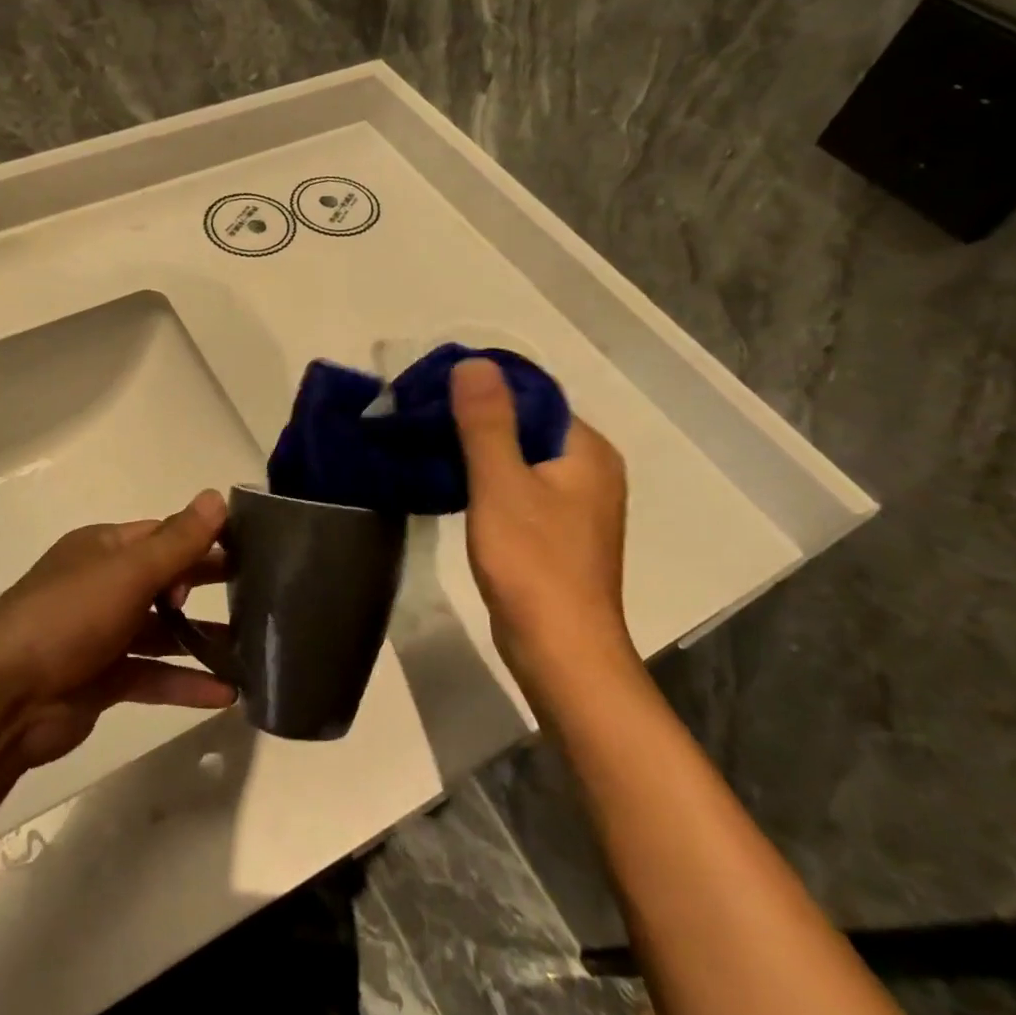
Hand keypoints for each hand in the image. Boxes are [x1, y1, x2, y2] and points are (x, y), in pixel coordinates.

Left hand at [0, 491, 237, 769]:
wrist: (3, 698)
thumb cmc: (68, 617)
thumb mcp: (128, 572)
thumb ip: (178, 541)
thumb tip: (217, 497)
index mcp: (103, 549)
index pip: (162, 535)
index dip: (201, 540)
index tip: (246, 551)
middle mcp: (103, 586)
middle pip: (165, 580)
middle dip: (205, 585)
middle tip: (259, 593)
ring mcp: (102, 635)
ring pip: (162, 632)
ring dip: (202, 639)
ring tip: (254, 647)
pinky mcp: (103, 680)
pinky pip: (153, 675)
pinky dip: (186, 683)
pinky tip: (227, 694)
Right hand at [450, 358, 630, 674]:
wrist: (560, 652)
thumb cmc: (533, 562)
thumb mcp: (501, 484)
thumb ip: (486, 422)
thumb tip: (474, 362)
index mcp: (586, 450)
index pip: (534, 397)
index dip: (485, 388)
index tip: (436, 390)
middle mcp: (590, 470)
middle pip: (528, 426)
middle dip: (478, 418)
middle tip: (425, 417)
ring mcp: (577, 505)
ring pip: (522, 458)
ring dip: (480, 449)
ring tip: (430, 444)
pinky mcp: (558, 533)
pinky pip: (521, 487)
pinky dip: (489, 479)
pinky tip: (454, 483)